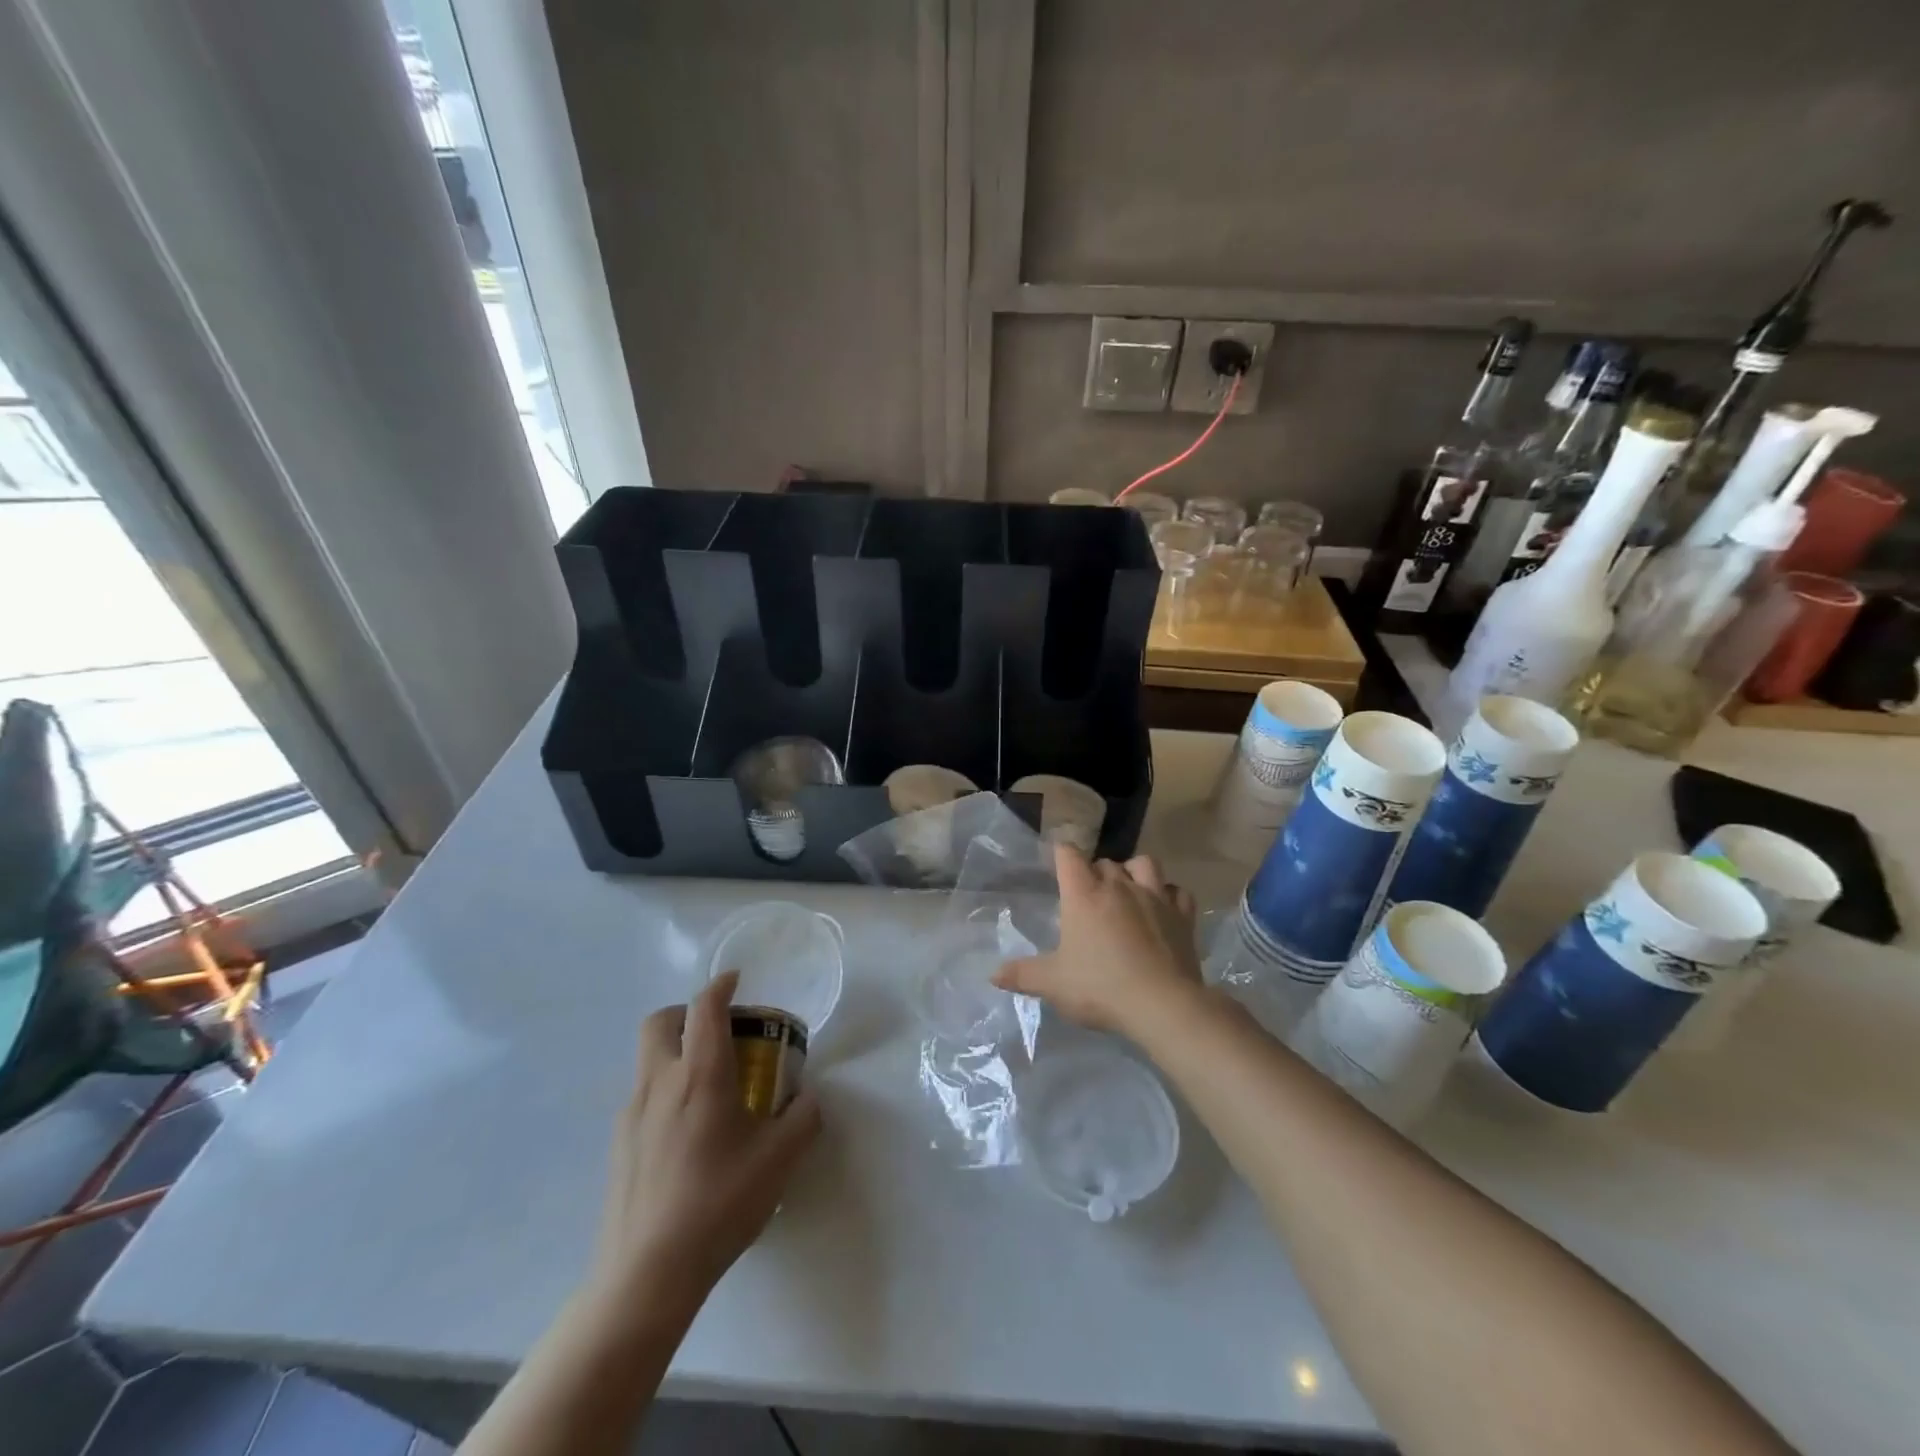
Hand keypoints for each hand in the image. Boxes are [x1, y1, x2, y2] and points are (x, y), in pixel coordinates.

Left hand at [593, 971, 820, 1316]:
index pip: (705, 1008)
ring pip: (647, 1058)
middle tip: (717, 1030)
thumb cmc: (719, 1204)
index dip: (721, 985)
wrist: (646, 1275)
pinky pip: (642, 1095)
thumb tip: (806, 1097)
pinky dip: (665, 1088)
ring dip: (675, 1051)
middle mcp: (660, 1082)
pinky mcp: (618, 1145)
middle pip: (660, 1021)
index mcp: (700, 1075)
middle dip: (687, 1012)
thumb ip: (803, 1117)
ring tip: (709, 1084)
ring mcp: (632, 1114)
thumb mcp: (780, 1159)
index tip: (736, 981)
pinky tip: (688, 1130)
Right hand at [993, 845, 1200, 1037]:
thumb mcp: (1053, 984)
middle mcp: (1119, 886)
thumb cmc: (1100, 988)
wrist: (1162, 1005)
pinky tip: (1164, 908)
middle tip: (1089, 895)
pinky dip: (1170, 894)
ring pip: (1145, 864)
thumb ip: (1022, 975)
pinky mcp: (1182, 916)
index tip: (1057, 861)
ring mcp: (1155, 897)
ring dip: (1134, 871)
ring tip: (1128, 890)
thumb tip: (993, 974)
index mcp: (1084, 895)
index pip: (1069, 855)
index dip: (1061, 854)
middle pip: (1105, 862)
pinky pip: (1178, 892)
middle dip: (1095, 871)